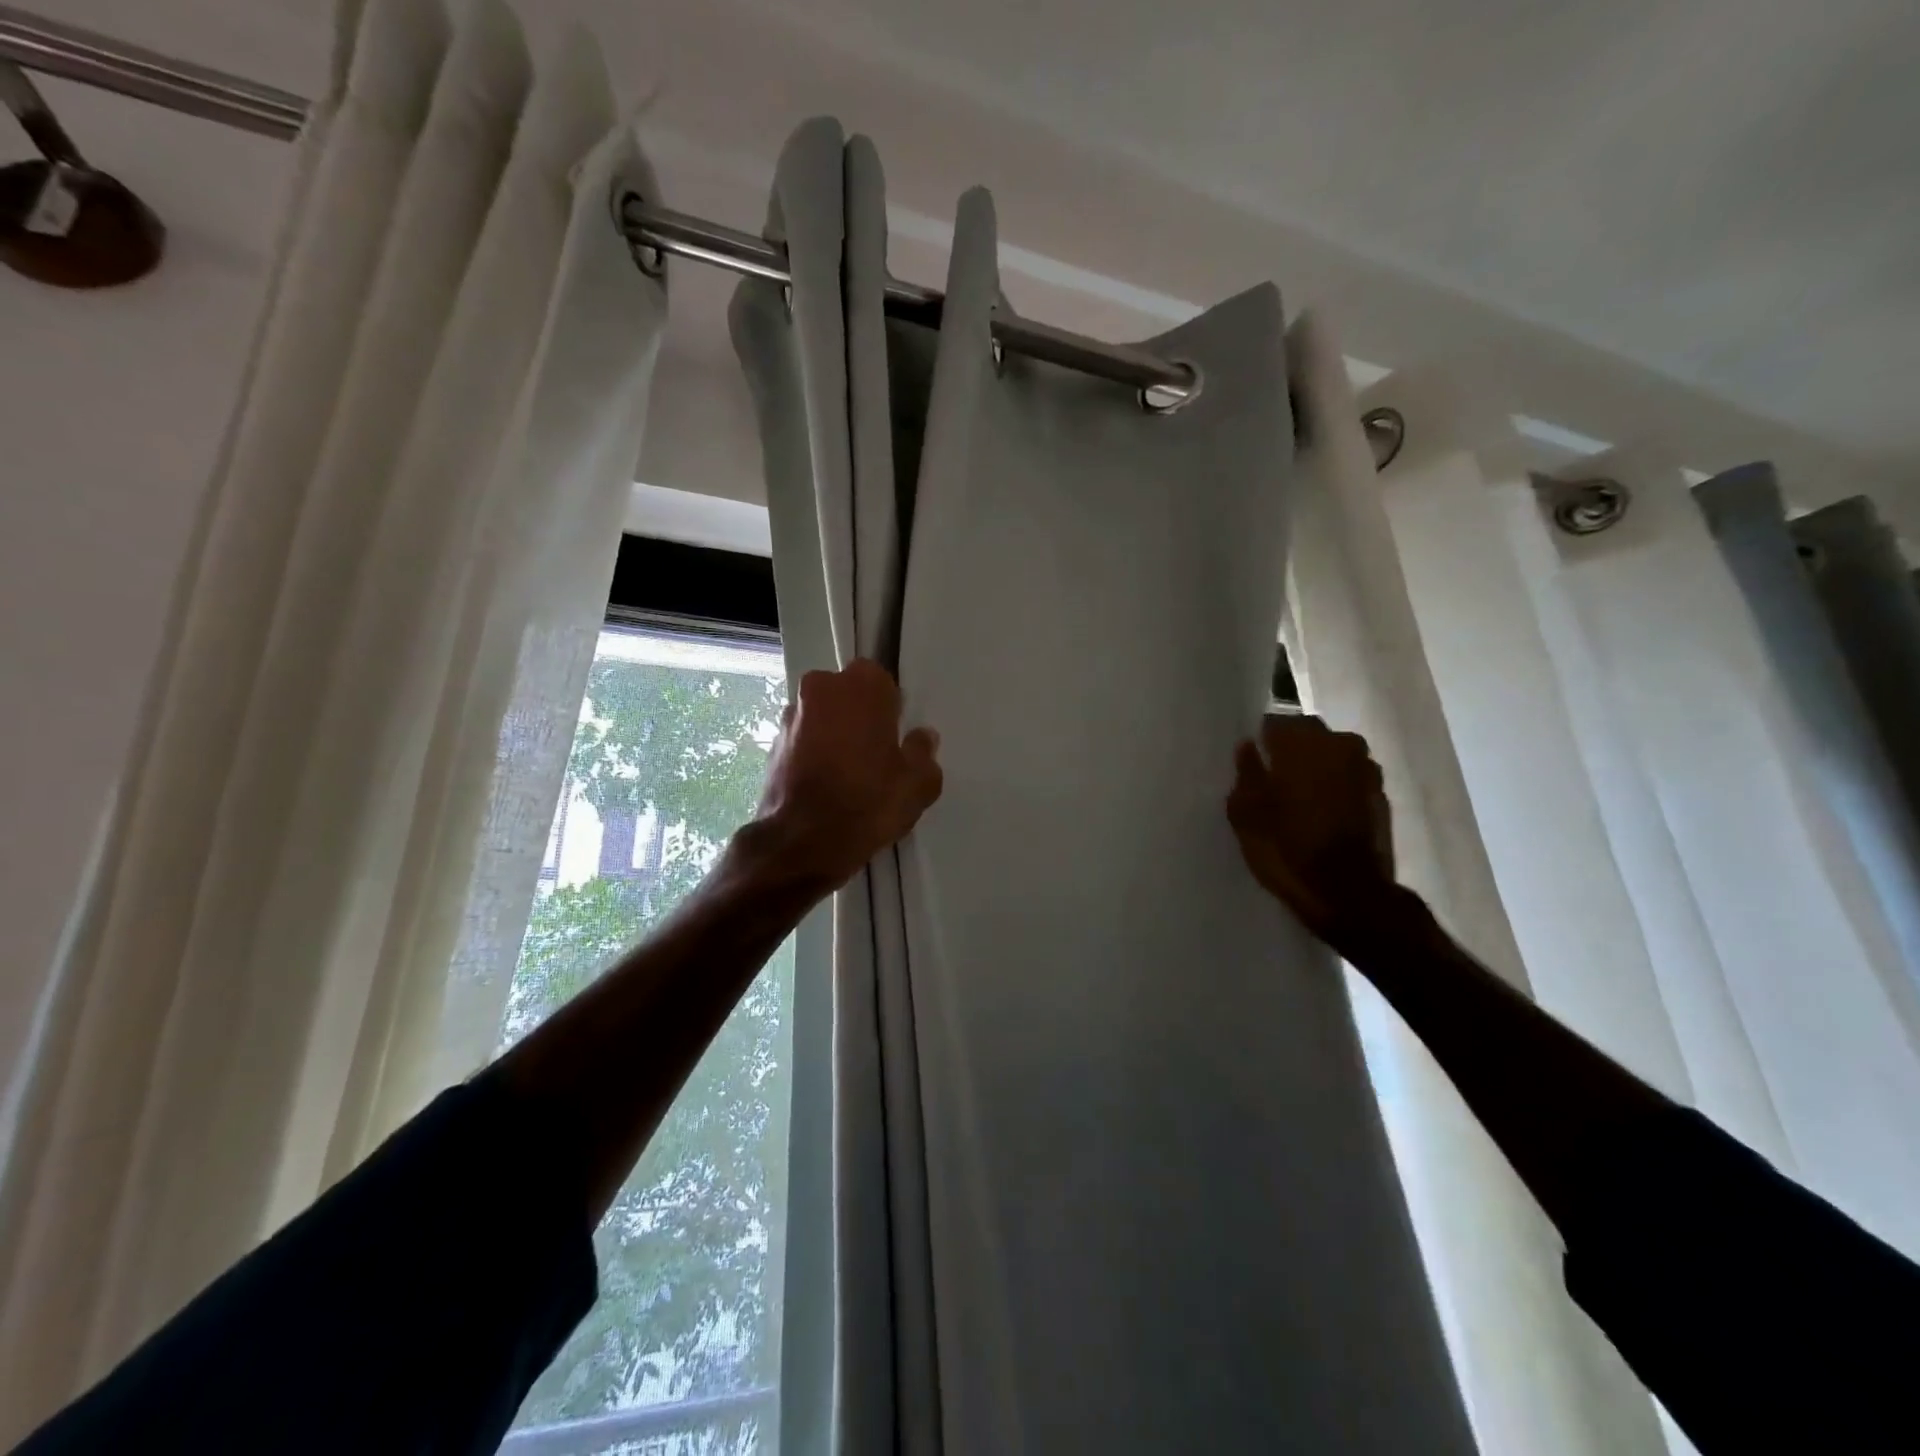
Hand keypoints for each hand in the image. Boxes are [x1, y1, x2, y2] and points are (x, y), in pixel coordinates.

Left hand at [749, 659, 942, 890]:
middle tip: (874, 755)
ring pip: (822, 717)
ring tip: (847, 775)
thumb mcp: (918, 784)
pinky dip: (812, 754)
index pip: (881, 681)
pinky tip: (825, 786)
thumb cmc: (867, 802)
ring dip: (833, 734)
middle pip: (846, 695)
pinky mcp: (771, 744)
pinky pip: (802, 740)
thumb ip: (924, 754)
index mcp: (861, 685)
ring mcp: (790, 715)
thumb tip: (921, 739)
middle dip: (858, 716)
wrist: (801, 842)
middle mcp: (820, 688)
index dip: (889, 709)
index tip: (894, 738)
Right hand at [1227, 713, 1400, 955]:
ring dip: (1318, 766)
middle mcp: (1337, 744)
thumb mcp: (1246, 816)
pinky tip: (1325, 811)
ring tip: (1301, 796)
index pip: (1274, 721)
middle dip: (1292, 749)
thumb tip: (1247, 748)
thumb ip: (1245, 774)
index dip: (1262, 741)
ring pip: (1333, 753)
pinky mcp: (1381, 793)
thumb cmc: (1287, 850)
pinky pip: (1350, 776)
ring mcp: (1365, 768)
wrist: (1350, 894)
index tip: (1253, 761)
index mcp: (1299, 743)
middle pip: (1308, 732)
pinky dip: (1338, 785)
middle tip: (1275, 778)